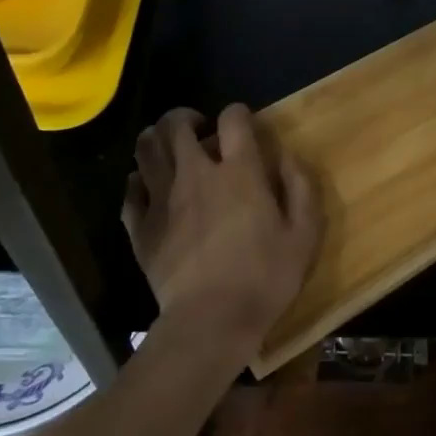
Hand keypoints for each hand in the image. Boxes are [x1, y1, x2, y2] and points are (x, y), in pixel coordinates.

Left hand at [122, 104, 321, 357]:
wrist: (210, 322)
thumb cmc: (264, 277)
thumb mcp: (304, 234)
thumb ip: (300, 187)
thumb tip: (286, 157)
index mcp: (239, 171)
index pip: (233, 118)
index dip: (238, 113)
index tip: (244, 127)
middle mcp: (196, 173)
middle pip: (176, 125)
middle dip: (187, 117)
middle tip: (199, 130)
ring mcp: (163, 199)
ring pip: (147, 148)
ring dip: (158, 139)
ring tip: (172, 149)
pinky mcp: (140, 227)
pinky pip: (130, 189)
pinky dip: (139, 179)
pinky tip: (151, 187)